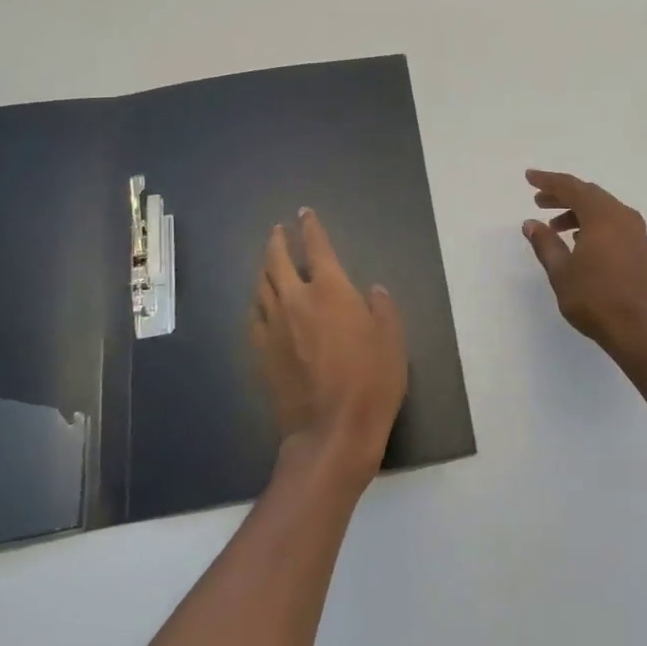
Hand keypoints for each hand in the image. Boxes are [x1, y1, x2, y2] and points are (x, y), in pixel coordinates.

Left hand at [249, 208, 407, 493]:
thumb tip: (372, 290)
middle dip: (278, 241)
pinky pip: (254, 316)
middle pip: (278, 261)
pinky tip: (260, 302)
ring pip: (262, 286)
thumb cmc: (372, 382)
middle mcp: (296, 300)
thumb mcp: (393, 341)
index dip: (310, 228)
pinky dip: (257, 301)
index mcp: (331, 291)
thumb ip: (382, 309)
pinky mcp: (261, 352)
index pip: (317, 247)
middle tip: (278, 231)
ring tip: (268, 261)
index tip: (304, 214)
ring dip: (265, 268)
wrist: (331, 431)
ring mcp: (274, 327)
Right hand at [522, 170, 646, 362]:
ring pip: (602, 209)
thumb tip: (531, 223)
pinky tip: (580, 241)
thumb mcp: (561, 272)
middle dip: (562, 195)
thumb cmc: (596, 299)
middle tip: (539, 201)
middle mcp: (622, 216)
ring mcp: (636, 233)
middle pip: (589, 195)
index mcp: (602, 215)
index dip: (548, 181)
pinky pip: (613, 223)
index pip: (571, 187)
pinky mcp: (641, 249)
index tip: (529, 178)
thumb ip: (545, 244)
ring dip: (577, 212)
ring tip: (555, 227)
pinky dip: (593, 224)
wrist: (642, 329)